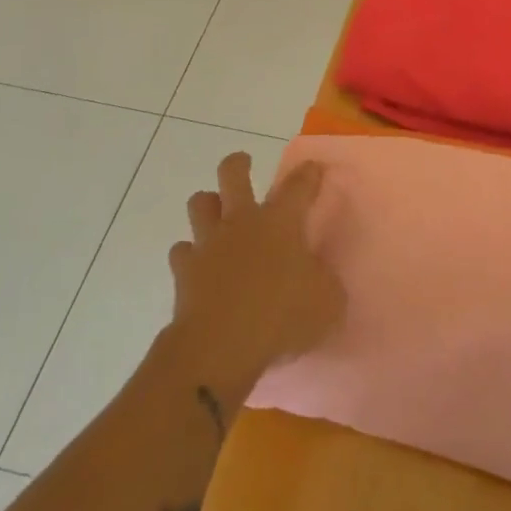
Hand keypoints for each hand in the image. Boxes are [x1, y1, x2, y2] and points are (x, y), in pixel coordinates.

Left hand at [166, 154, 344, 401]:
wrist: (221, 346)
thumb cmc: (282, 316)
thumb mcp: (327, 302)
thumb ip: (325, 282)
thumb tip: (319, 276)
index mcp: (281, 222)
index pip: (298, 186)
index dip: (308, 174)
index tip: (313, 167)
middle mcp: (242, 222)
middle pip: (232, 173)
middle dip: (239, 164)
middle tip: (244, 164)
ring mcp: (208, 243)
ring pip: (200, 203)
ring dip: (208, 205)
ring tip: (217, 215)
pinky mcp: (184, 270)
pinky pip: (182, 251)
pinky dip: (190, 255)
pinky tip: (198, 266)